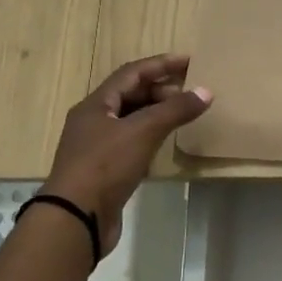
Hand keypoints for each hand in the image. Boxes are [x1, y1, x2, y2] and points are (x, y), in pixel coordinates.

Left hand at [42, 53, 211, 252]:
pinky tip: (166, 142)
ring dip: (157, 113)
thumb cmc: (105, 166)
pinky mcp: (104, 170)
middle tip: (190, 92)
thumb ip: (175, 110)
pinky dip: (151, 136)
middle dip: (161, 89)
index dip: (161, 64)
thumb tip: (206, 91)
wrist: (76, 219)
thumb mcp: (143, 132)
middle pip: (131, 95)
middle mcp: (94, 121)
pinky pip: (132, 142)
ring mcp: (97, 147)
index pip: (132, 73)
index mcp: (96, 105)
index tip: (190, 61)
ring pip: (131, 119)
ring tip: (183, 114)